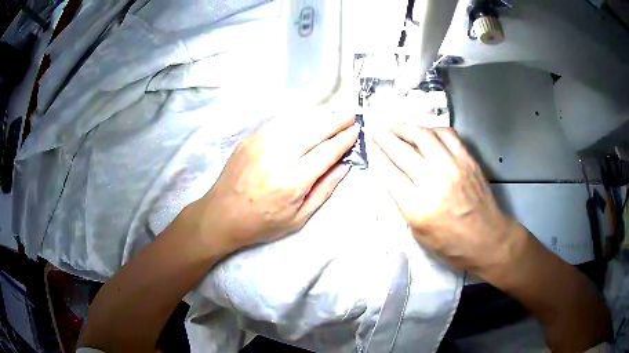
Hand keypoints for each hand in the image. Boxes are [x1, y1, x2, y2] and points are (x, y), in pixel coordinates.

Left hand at [193, 112, 358, 253]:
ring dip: (319, 116)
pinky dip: (298, 120)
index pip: (327, 151)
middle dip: (336, 120)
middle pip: (314, 130)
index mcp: (293, 180)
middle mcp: (278, 156)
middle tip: (351, 114)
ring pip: (297, 122)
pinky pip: (280, 123)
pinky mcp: (250, 139)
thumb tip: (344, 166)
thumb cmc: (262, 223)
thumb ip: (324, 190)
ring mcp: (261, 143)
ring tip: (334, 114)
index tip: (356, 131)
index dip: (344, 139)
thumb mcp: (299, 218)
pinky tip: (307, 121)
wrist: (221, 215)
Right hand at [372, 124, 514, 273]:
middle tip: (376, 131)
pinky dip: (433, 130)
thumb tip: (392, 176)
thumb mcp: (418, 233)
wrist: (488, 240)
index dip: (377, 156)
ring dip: (407, 128)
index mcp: (418, 207)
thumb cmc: (451, 245)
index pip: (390, 173)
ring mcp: (453, 167)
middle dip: (385, 138)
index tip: (370, 146)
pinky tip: (427, 133)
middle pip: (403, 151)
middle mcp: (434, 182)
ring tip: (398, 128)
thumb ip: (404, 203)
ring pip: (424, 135)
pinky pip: (447, 134)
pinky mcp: (468, 160)